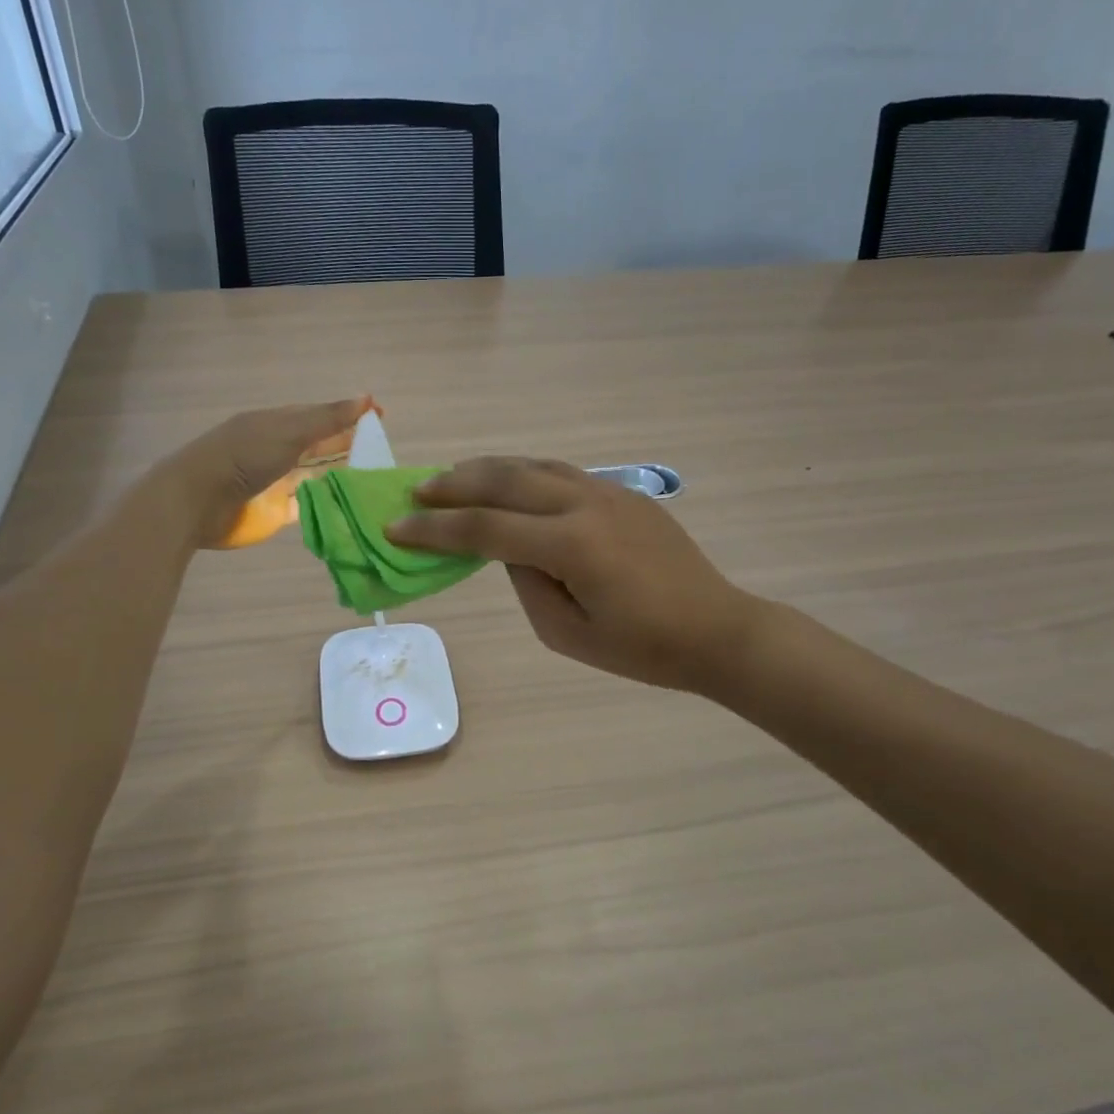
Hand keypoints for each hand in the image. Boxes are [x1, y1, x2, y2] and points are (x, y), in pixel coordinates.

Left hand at [164, 398, 367, 547]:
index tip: (381, 417)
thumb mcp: (290, 431)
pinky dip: (327, 503)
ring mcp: (276, 482)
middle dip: (347, 445)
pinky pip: (307, 505)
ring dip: (340, 476)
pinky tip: (350, 504)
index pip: (320, 415)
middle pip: (319, 446)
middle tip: (383, 450)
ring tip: (375, 478)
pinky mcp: (275, 511)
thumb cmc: (244, 457)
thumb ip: (328, 419)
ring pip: (315, 475)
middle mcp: (278, 450)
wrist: (198, 501)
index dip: (349, 415)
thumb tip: (367, 398)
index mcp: (278, 423)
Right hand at [388, 457, 756, 693]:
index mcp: (570, 545)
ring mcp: (608, 491)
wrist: (717, 630)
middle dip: (454, 484)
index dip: (434, 529)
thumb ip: (526, 584)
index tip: (395, 526)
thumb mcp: (566, 634)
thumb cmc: (642, 649)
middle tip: (417, 490)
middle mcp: (585, 504)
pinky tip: (510, 483)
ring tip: (454, 478)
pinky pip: (562, 472)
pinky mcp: (624, 493)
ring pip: (533, 465)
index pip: (484, 528)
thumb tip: (508, 549)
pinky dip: (525, 472)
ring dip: (488, 468)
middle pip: (505, 479)